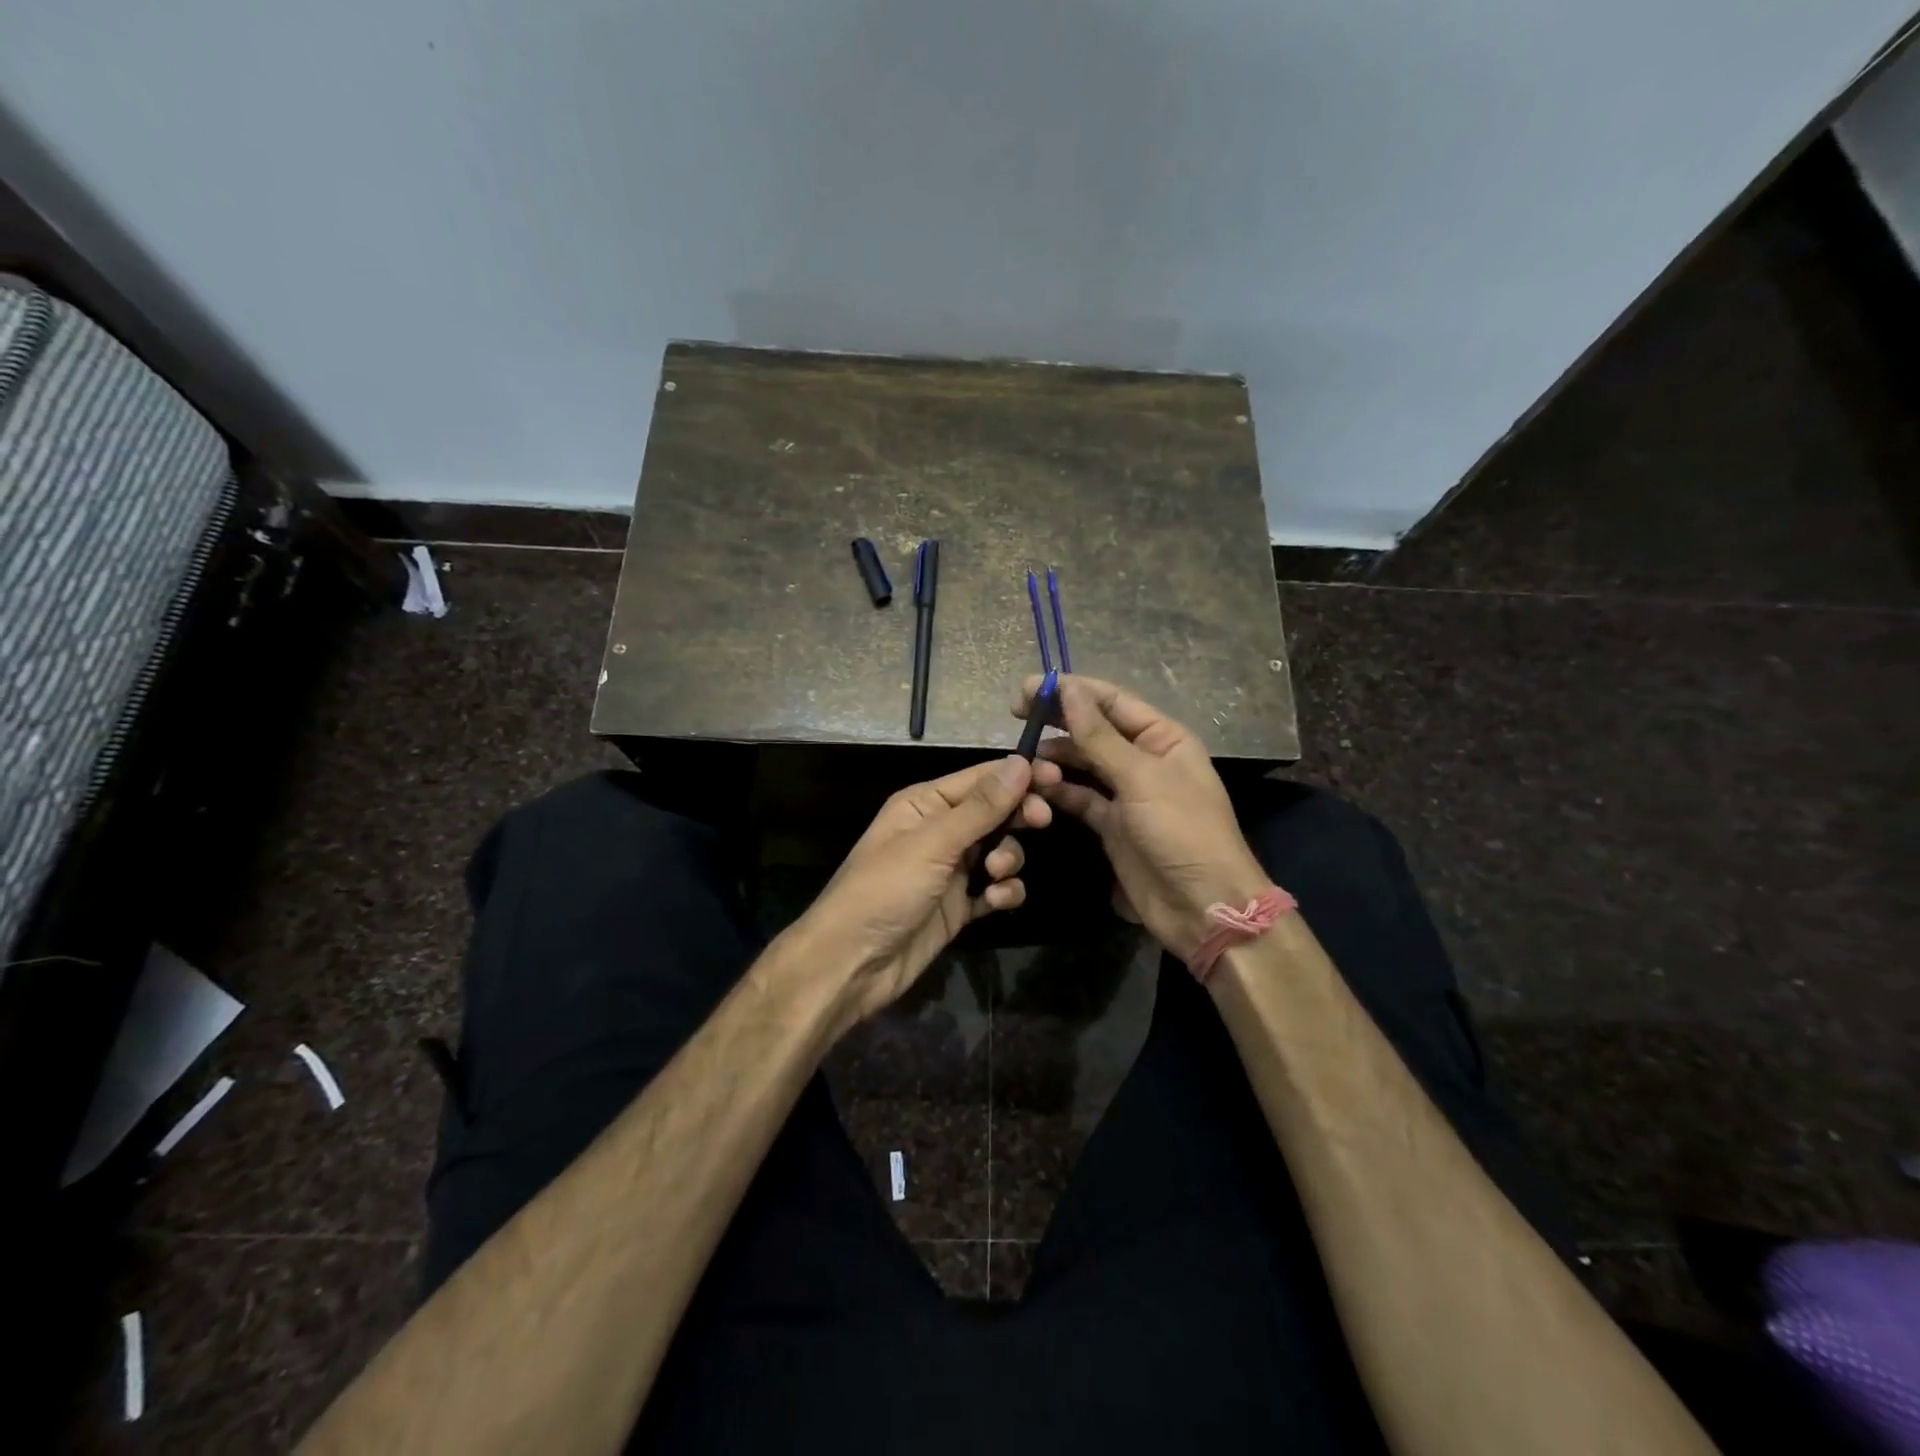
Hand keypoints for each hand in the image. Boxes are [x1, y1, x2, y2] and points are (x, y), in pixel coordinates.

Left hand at [790, 755, 1060, 1031]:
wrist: (853, 964)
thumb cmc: (885, 890)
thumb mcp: (933, 843)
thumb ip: (981, 807)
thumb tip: (1021, 762)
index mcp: (925, 803)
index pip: (981, 778)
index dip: (1019, 775)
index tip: (1058, 777)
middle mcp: (940, 831)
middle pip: (995, 812)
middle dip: (1018, 817)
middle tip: (1040, 822)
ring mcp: (950, 870)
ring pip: (1000, 850)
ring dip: (1008, 858)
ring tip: (996, 874)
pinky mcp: (959, 906)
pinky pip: (995, 889)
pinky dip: (1002, 892)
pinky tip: (995, 901)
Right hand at [1014, 674, 1267, 961]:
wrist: (1202, 907)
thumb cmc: (1182, 831)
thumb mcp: (1141, 778)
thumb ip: (1099, 736)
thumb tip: (1067, 688)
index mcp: (1163, 738)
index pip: (1112, 701)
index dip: (1073, 691)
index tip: (1030, 689)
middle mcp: (1144, 759)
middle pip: (1095, 730)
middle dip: (1059, 723)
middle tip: (1018, 717)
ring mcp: (1127, 794)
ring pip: (1083, 764)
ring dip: (1056, 760)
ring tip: (1026, 762)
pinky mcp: (1112, 824)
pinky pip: (1079, 798)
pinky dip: (1058, 791)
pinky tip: (1035, 788)